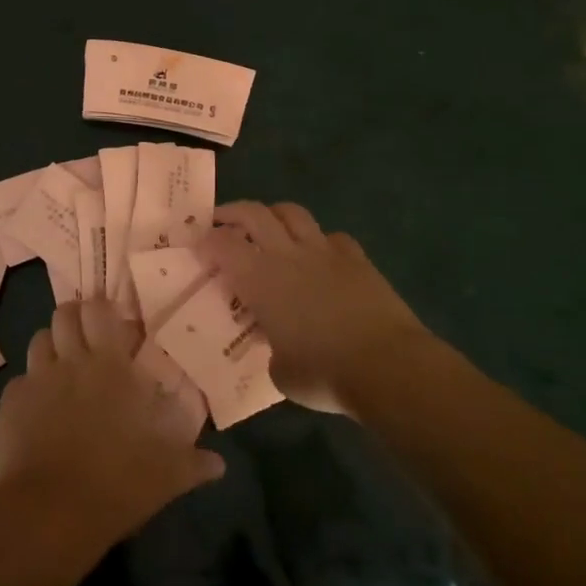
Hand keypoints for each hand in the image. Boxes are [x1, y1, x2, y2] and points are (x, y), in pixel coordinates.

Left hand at [0, 301, 224, 549]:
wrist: (50, 514)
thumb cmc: (117, 483)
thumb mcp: (167, 476)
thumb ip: (194, 463)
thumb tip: (220, 464)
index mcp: (110, 366)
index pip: (99, 311)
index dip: (101, 309)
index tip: (110, 320)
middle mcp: (71, 361)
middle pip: (64, 314)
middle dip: (73, 317)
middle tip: (84, 336)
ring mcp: (37, 380)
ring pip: (38, 340)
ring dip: (50, 345)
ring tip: (60, 365)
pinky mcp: (9, 404)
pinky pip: (19, 381)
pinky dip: (28, 387)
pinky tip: (37, 409)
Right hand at [199, 202, 432, 415]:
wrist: (387, 365)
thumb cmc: (323, 373)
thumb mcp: (280, 372)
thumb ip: (272, 350)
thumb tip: (278, 347)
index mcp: (260, 280)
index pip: (222, 245)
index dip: (206, 241)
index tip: (198, 245)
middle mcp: (288, 255)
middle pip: (255, 213)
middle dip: (233, 212)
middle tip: (222, 220)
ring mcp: (325, 251)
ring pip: (293, 213)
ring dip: (274, 215)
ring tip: (269, 227)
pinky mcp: (357, 258)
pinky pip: (333, 237)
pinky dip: (320, 241)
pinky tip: (320, 256)